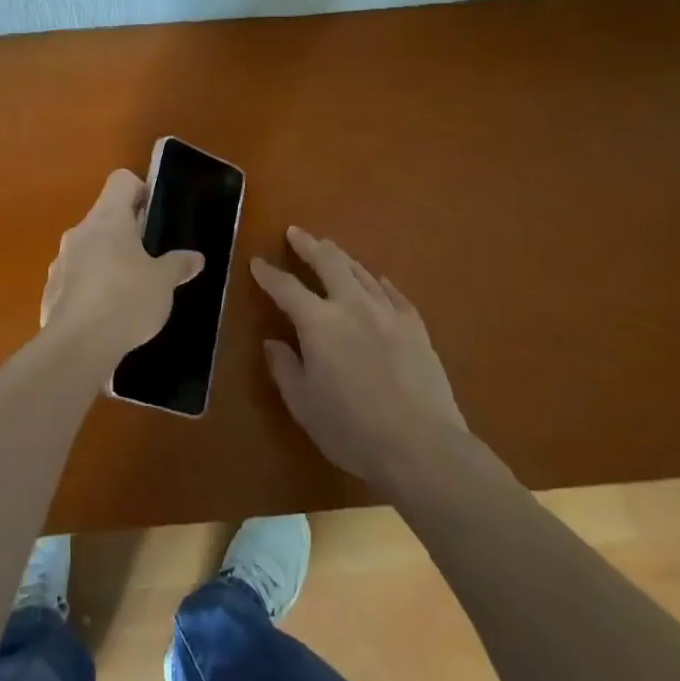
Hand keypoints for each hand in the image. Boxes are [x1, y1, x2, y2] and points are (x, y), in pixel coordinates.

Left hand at [41, 170, 204, 364]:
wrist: (77, 347)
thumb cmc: (126, 300)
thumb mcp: (163, 283)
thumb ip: (178, 266)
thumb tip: (195, 257)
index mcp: (108, 218)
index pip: (121, 181)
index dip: (140, 191)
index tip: (153, 216)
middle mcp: (80, 231)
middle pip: (104, 216)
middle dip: (126, 233)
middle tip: (149, 258)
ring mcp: (61, 260)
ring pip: (88, 248)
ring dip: (107, 260)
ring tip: (129, 290)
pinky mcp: (51, 290)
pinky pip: (75, 278)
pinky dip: (90, 287)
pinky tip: (106, 315)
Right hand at [255, 227, 466, 487]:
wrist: (422, 447)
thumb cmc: (352, 429)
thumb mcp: (303, 405)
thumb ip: (285, 369)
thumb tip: (273, 343)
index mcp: (318, 322)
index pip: (286, 288)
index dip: (269, 274)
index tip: (257, 262)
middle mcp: (351, 306)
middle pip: (328, 263)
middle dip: (309, 245)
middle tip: (296, 233)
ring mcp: (388, 314)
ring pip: (361, 273)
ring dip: (342, 257)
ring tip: (331, 248)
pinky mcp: (416, 329)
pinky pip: (395, 295)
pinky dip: (381, 284)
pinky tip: (378, 280)